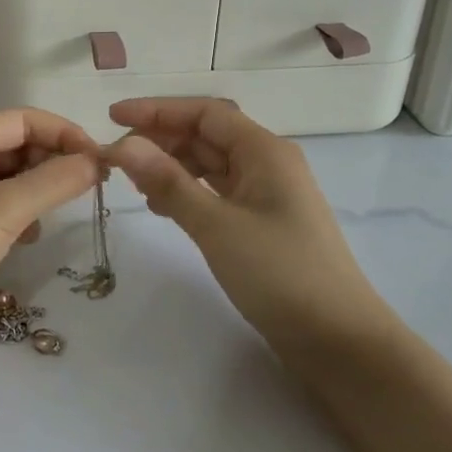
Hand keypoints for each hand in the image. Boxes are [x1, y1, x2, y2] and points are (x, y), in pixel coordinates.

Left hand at [0, 109, 103, 367]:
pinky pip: (4, 204)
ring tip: (59, 212)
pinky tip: (30, 236)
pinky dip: (25, 212)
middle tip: (90, 187)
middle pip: (19, 144)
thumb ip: (55, 181)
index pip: (24, 119)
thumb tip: (98, 160)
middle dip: (55, 160)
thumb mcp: (5, 210)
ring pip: (14, 176)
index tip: (101, 160)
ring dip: (41, 188)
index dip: (64, 133)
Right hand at [106, 98, 402, 358]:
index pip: (204, 112)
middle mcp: (267, 163)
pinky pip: (217, 192)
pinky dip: (187, 192)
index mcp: (264, 151)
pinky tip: (162, 208)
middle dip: (160, 139)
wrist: (339, 341)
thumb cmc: (280, 274)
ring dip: (171, 166)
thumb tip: (123, 145)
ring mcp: (266, 194)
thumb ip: (168, 182)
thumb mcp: (216, 225)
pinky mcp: (262, 223)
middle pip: (206, 134)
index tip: (112, 117)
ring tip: (134, 183)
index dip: (156, 110)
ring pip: (210, 164)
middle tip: (116, 157)